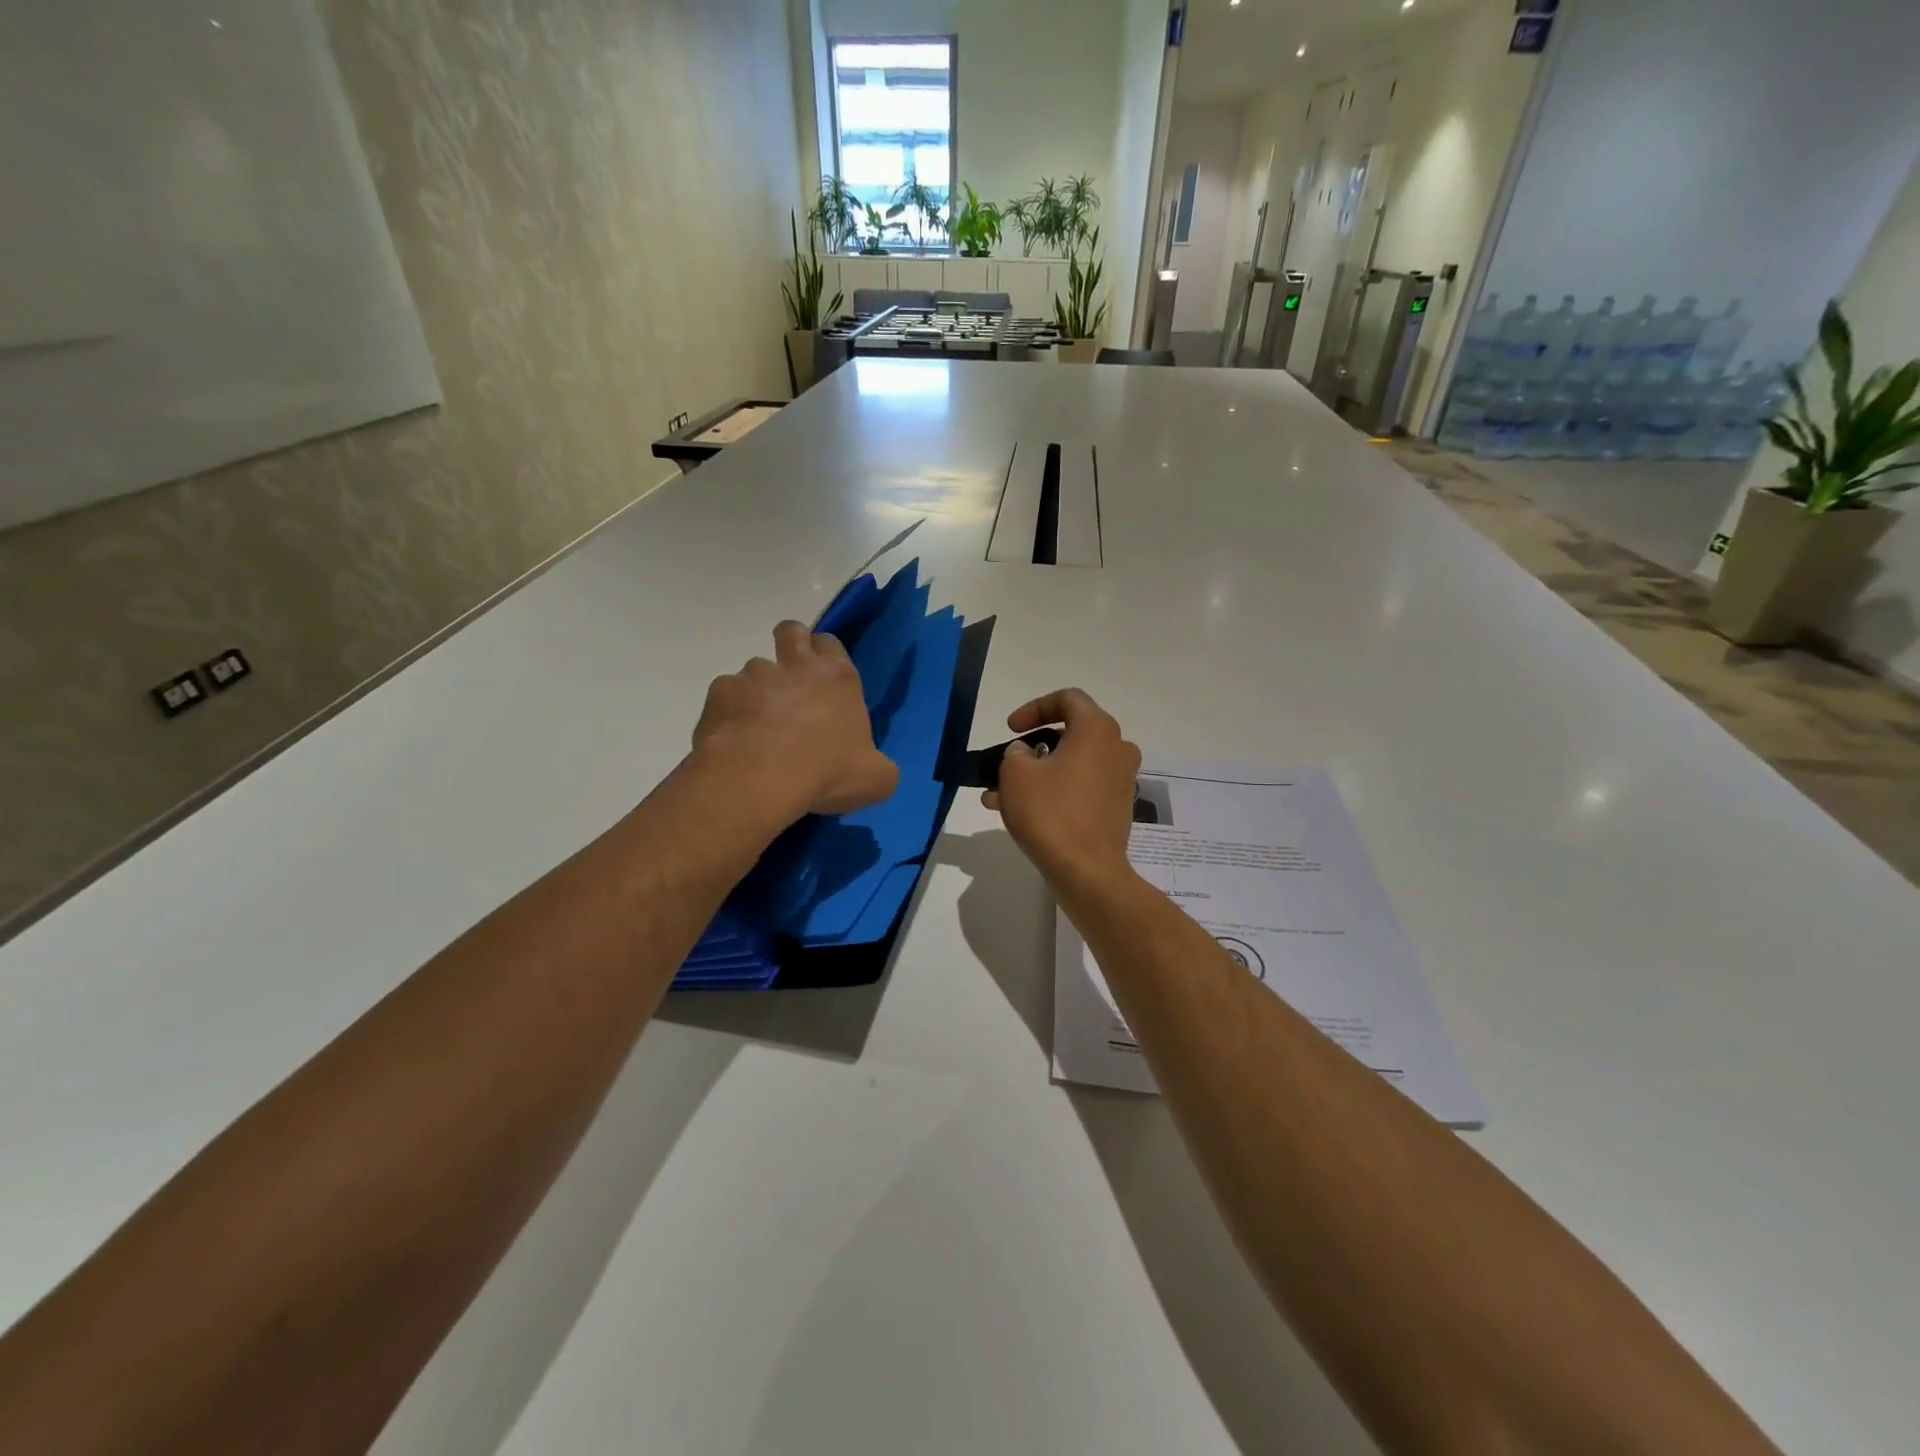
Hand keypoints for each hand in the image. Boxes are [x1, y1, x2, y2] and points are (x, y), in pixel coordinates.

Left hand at [693, 622, 899, 820]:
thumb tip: (872, 768)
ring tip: (757, 728)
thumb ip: (877, 765)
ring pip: (754, 670)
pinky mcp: (720, 694)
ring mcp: (754, 676)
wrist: (760, 779)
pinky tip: (733, 742)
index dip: (826, 654)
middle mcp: (796, 666)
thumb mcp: (876, 778)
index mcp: (838, 678)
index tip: (823, 676)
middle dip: (790, 645)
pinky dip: (729, 715)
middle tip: (790, 681)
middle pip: (791, 631)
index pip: (831, 643)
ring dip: (757, 691)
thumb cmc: (827, 773)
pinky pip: (725, 698)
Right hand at [983, 689, 1141, 891]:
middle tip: (1004, 764)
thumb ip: (1015, 752)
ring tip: (997, 795)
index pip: (1067, 699)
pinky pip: (1080, 788)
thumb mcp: (1016, 773)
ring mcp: (1120, 780)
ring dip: (1035, 775)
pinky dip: (1052, 793)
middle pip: (1069, 734)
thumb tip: (1026, 754)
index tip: (1011, 730)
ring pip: (1070, 765)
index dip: (1034, 708)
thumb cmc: (1050, 812)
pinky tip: (1019, 813)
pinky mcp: (1116, 808)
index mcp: (1097, 729)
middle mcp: (1116, 748)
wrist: (1087, 871)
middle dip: (1030, 748)